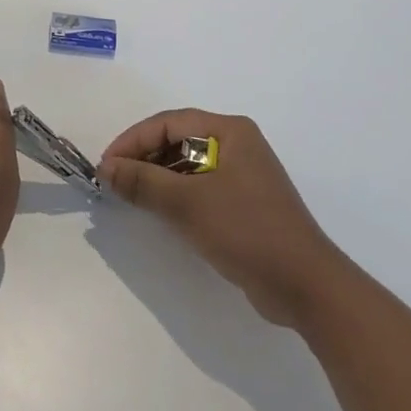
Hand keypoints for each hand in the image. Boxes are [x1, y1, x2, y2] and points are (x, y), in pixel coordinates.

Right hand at [100, 110, 335, 329]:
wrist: (305, 286)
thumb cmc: (247, 230)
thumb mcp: (188, 203)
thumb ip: (143, 182)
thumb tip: (105, 168)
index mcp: (230, 131)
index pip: (169, 123)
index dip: (133, 140)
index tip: (106, 165)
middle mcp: (237, 145)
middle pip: (177, 141)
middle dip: (143, 158)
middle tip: (113, 181)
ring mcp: (242, 175)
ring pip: (187, 165)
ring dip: (157, 178)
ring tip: (129, 196)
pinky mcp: (243, 204)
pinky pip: (199, 188)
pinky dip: (175, 195)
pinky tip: (157, 212)